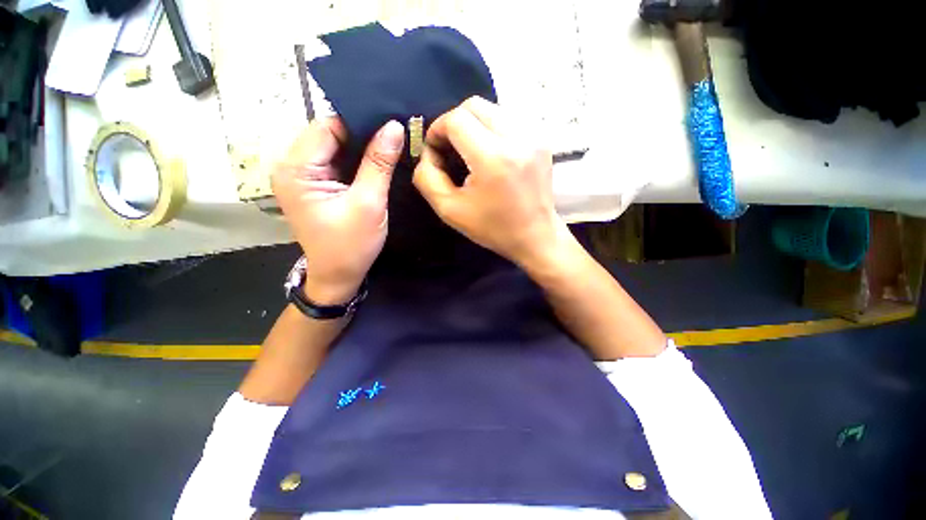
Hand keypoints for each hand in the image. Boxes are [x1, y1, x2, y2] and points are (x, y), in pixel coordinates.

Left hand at [272, 118, 404, 304]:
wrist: (339, 276)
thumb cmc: (352, 245)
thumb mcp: (369, 203)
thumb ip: (379, 163)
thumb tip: (394, 126)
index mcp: (296, 169)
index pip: (327, 126)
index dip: (359, 123)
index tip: (391, 124)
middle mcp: (291, 166)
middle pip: (329, 134)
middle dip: (361, 134)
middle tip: (394, 135)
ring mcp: (301, 176)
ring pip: (334, 147)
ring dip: (360, 148)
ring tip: (388, 147)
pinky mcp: (313, 185)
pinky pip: (336, 162)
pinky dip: (355, 160)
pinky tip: (375, 162)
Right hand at [413, 97, 567, 267]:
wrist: (536, 236)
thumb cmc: (493, 228)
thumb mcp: (450, 210)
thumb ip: (427, 178)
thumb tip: (427, 153)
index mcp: (492, 158)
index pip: (456, 120)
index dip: (437, 130)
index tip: (435, 151)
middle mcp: (517, 138)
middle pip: (474, 105)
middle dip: (454, 122)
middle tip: (450, 148)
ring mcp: (534, 135)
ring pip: (492, 108)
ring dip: (473, 124)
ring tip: (469, 150)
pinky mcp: (542, 139)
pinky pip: (509, 118)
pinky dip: (492, 128)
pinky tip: (490, 151)